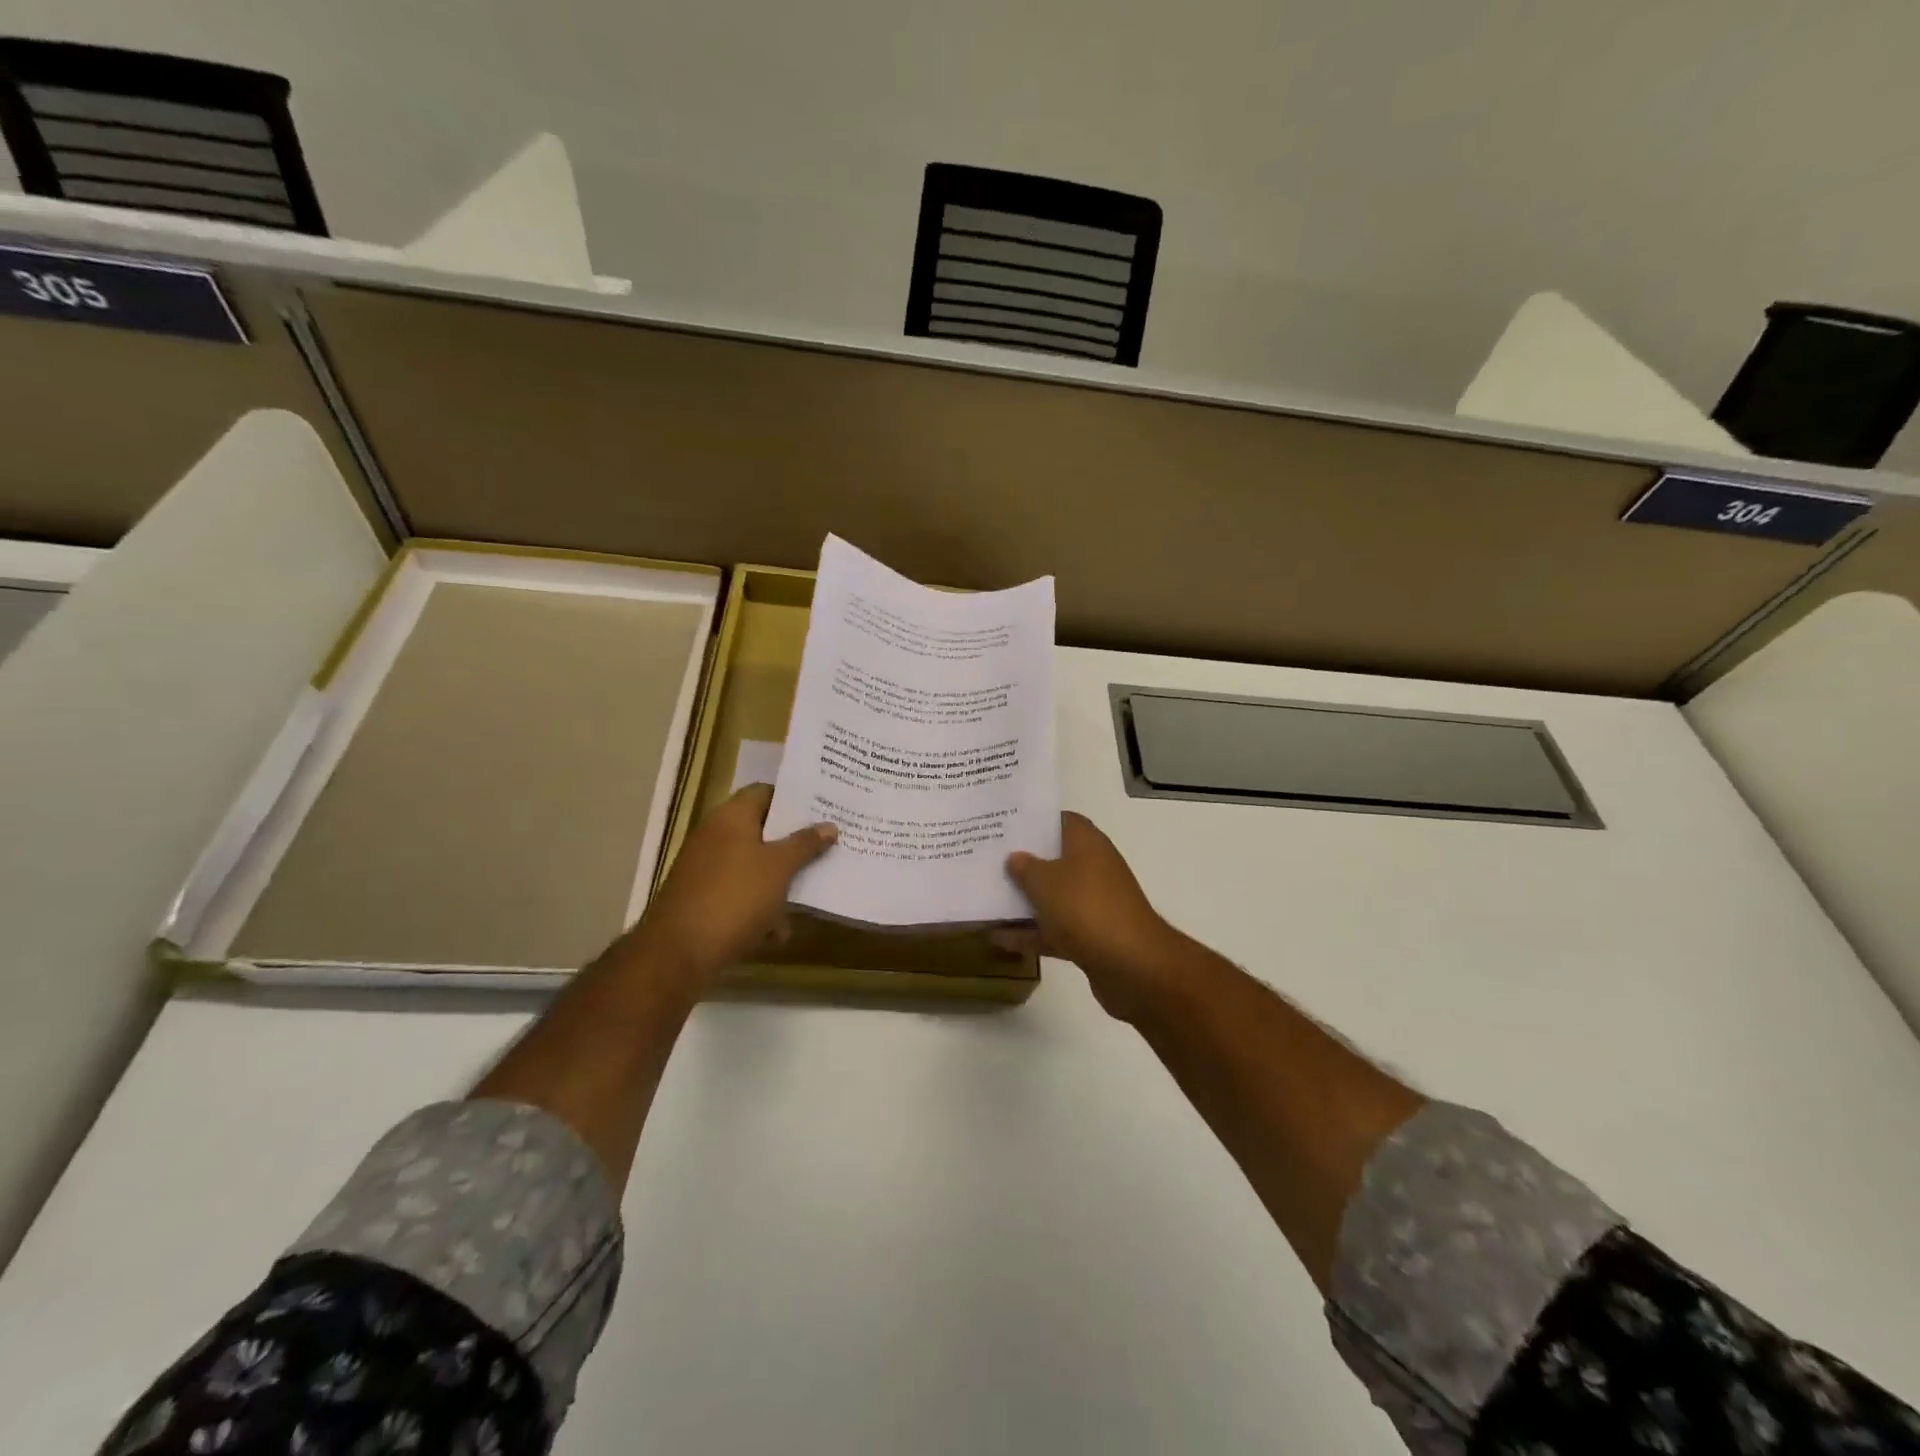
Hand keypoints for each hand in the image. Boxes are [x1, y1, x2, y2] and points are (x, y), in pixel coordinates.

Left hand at [622, 784, 836, 984]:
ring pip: (753, 865)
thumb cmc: (735, 897)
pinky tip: (777, 932)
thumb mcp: (779, 868)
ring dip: (779, 881)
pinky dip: (759, 907)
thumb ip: (805, 844)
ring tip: (809, 895)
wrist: (678, 952)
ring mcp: (706, 868)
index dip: (794, 800)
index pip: (765, 792)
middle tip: (827, 847)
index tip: (824, 810)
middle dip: (793, 843)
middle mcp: (715, 836)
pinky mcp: (703, 899)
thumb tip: (829, 825)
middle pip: (762, 830)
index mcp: (731, 817)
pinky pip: (739, 893)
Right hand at [1001, 812, 1187, 1020]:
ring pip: (1052, 897)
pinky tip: (997, 939)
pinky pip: (1054, 929)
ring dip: (1024, 901)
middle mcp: (1093, 869)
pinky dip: (1030, 934)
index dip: (1034, 821)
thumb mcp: (1045, 881)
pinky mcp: (1090, 937)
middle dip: (1023, 862)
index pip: (1061, 821)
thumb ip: (1025, 867)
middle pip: (1054, 859)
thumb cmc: (1086, 908)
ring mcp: (1093, 905)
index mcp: (1088, 844)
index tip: (1004, 825)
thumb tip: (1015, 857)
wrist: (1131, 965)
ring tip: (986, 898)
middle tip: (987, 860)